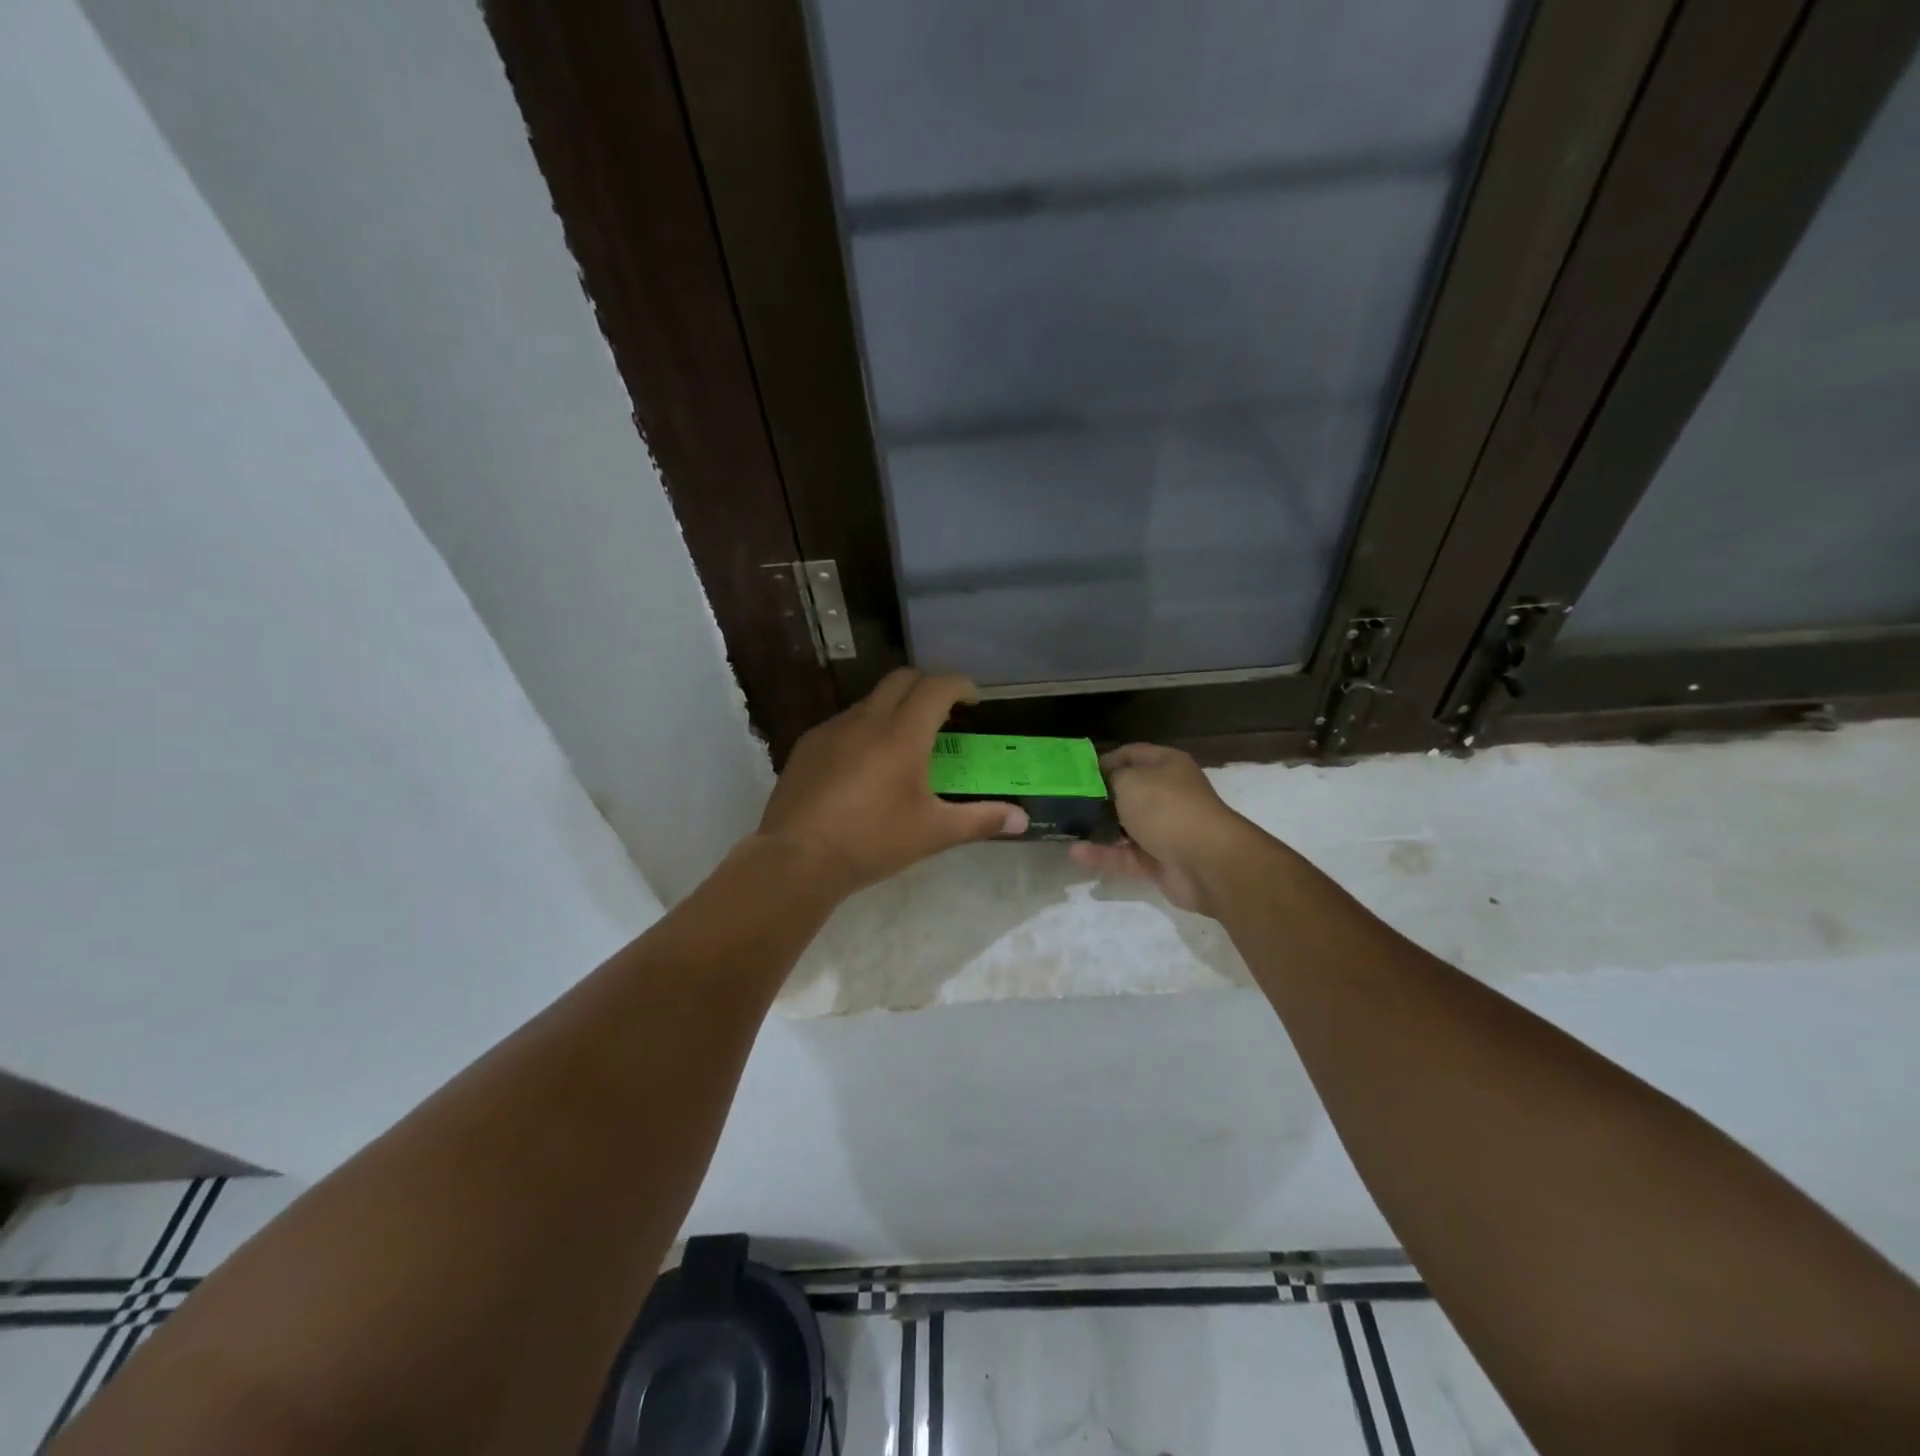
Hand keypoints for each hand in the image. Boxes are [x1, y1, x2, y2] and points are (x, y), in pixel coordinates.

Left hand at [754, 669, 1029, 896]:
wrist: (797, 859)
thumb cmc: (873, 841)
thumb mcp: (934, 833)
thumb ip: (981, 820)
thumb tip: (1022, 819)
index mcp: (902, 733)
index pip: (937, 686)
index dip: (960, 685)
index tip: (972, 700)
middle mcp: (866, 719)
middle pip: (902, 679)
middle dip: (928, 687)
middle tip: (943, 714)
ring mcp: (832, 729)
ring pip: (870, 700)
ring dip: (894, 707)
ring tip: (905, 742)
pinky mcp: (807, 745)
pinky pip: (844, 722)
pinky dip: (865, 728)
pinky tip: (865, 765)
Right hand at [1069, 744, 1258, 916]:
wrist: (1206, 862)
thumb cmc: (1166, 808)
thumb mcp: (1129, 781)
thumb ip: (1108, 779)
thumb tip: (1098, 785)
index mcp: (1167, 766)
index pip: (1131, 754)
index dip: (1103, 760)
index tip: (1074, 773)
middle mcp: (1168, 794)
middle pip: (1127, 792)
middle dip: (1098, 798)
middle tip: (1065, 802)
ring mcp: (1164, 829)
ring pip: (1124, 827)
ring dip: (1097, 829)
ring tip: (1065, 829)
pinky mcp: (1158, 861)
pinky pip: (1125, 855)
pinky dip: (1103, 855)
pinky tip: (1076, 853)